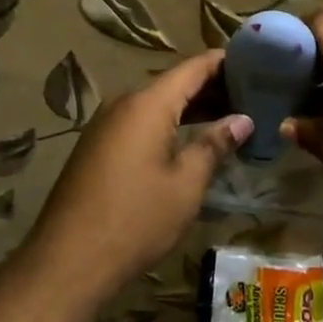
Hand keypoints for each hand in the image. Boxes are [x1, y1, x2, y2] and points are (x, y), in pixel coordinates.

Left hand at [23, 51, 251, 302]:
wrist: (68, 260)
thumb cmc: (136, 219)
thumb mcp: (185, 185)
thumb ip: (214, 145)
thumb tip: (242, 120)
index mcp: (147, 104)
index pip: (192, 67)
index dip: (223, 61)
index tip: (254, 60)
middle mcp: (124, 103)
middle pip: (174, 83)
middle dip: (211, 87)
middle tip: (252, 94)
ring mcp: (106, 124)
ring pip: (156, 104)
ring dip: (190, 108)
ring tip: (229, 116)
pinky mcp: (97, 146)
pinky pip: (139, 122)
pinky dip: (168, 123)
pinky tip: (189, 139)